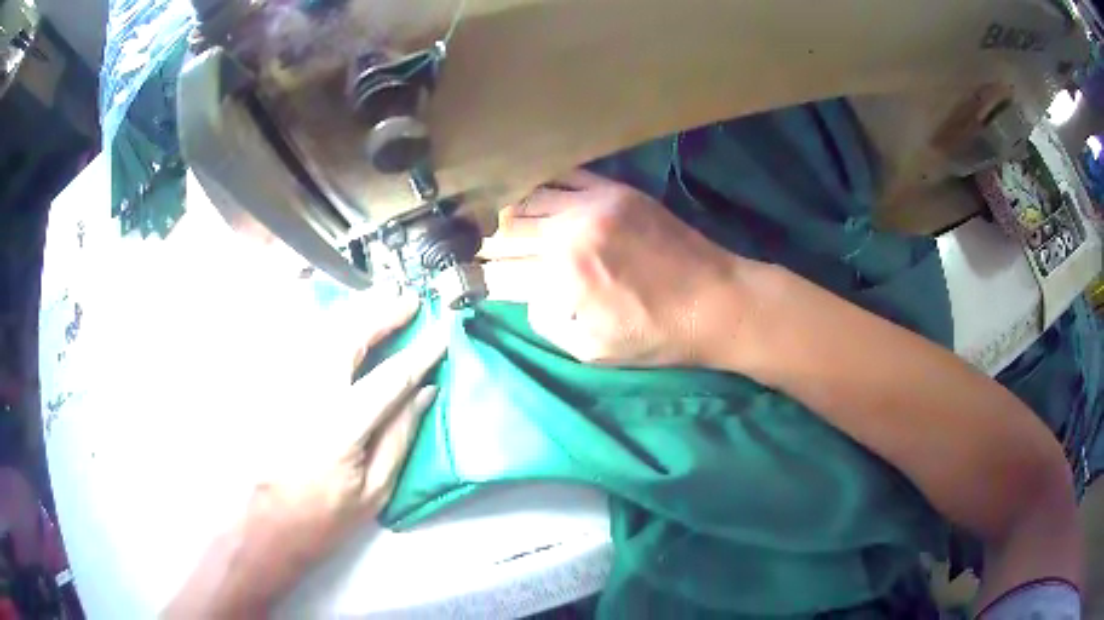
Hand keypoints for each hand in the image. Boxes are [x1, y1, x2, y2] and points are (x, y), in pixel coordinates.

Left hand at [165, 296, 444, 617]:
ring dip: (354, 311)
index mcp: (342, 427)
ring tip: (380, 298)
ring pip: (320, 332)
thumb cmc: (325, 516)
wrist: (267, 524)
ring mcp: (285, 386)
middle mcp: (310, 395)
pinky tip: (337, 316)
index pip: (391, 378)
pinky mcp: (271, 386)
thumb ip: (400, 436)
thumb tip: (425, 393)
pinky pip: (298, 342)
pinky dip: (322, 323)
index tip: (442, 332)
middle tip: (408, 300)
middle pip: (349, 337)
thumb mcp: (375, 490)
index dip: (420, 353)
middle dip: (382, 313)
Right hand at [481, 169, 748, 367]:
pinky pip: (565, 177)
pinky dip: (539, 183)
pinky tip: (526, 187)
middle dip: (480, 240)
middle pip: (505, 230)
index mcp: (563, 279)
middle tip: (466, 242)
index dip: (476, 274)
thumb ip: (546, 321)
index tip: (463, 275)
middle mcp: (570, 233)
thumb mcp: (592, 351)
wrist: (716, 300)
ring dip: (504, 209)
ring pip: (528, 198)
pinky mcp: (615, 190)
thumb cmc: (655, 336)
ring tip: (488, 213)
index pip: (498, 271)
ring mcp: (593, 205)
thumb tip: (525, 292)